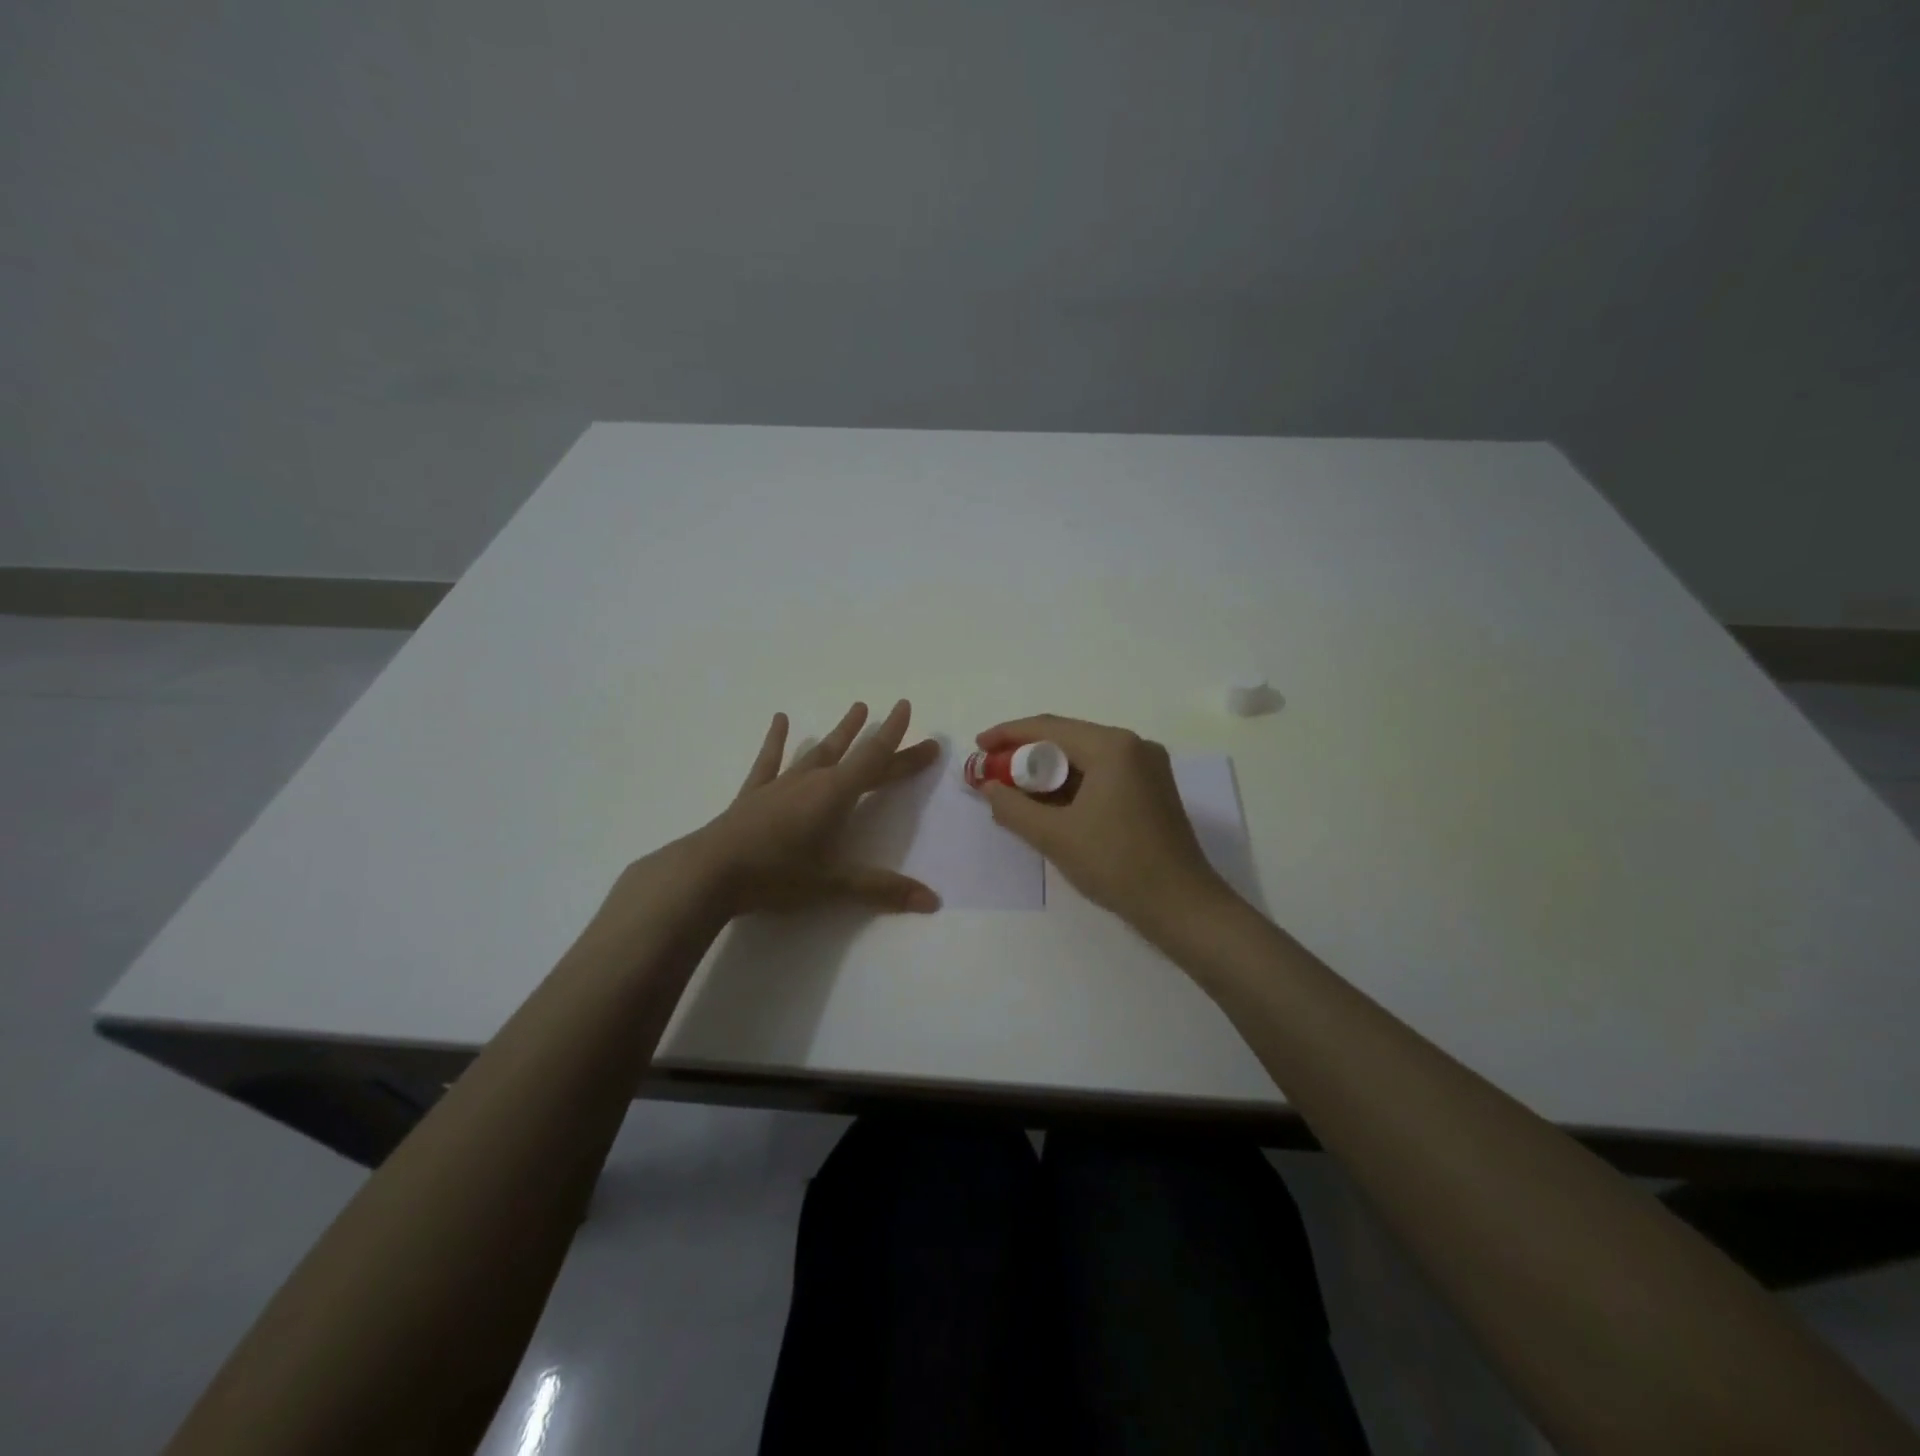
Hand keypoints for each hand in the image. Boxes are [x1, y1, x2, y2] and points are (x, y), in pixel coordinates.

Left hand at [688, 699, 942, 916]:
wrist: (709, 873)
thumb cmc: (775, 875)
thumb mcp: (832, 884)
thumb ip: (882, 889)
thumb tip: (933, 901)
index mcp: (834, 795)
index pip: (874, 760)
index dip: (895, 736)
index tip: (907, 707)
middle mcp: (811, 780)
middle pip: (856, 756)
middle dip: (883, 740)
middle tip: (901, 715)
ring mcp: (781, 784)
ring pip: (818, 751)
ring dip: (840, 732)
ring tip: (857, 708)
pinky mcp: (754, 794)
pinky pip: (771, 760)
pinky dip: (777, 740)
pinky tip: (781, 719)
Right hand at [975, 714, 1232, 927]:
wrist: (1181, 905)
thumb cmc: (1116, 864)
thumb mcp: (1054, 836)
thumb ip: (1012, 807)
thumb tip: (988, 787)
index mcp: (1113, 747)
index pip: (1048, 728)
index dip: (1007, 735)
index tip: (977, 746)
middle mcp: (1133, 746)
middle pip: (1067, 738)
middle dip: (1025, 754)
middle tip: (991, 771)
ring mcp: (1147, 767)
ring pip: (1084, 757)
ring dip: (1048, 771)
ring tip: (1014, 789)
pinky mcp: (1152, 789)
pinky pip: (1102, 774)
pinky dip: (1072, 784)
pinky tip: (1049, 802)